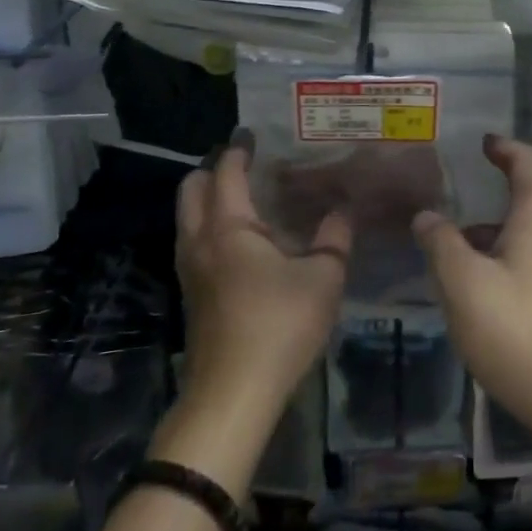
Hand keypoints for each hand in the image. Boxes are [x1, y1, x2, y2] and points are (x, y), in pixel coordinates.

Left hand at [176, 130, 351, 422]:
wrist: (232, 396)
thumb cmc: (278, 326)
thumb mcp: (322, 279)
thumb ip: (335, 239)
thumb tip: (342, 210)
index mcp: (228, 227)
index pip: (227, 171)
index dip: (239, 149)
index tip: (253, 134)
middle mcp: (200, 240)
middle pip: (193, 188)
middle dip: (214, 169)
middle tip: (247, 165)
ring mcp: (189, 269)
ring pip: (188, 217)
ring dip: (209, 199)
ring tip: (247, 198)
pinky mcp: (191, 295)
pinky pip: (194, 241)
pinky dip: (211, 225)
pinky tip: (244, 241)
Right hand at [412, 135, 531, 452]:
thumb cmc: (521, 331)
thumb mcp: (463, 285)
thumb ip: (440, 242)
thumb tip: (427, 215)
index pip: (524, 159)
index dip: (502, 147)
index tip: (482, 142)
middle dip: (509, 180)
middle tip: (475, 179)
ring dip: (513, 220)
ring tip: (472, 236)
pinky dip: (526, 245)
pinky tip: (500, 277)